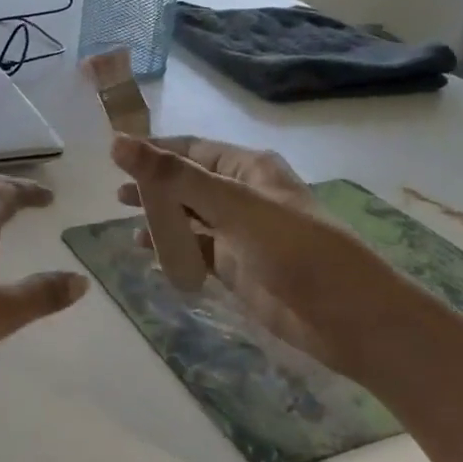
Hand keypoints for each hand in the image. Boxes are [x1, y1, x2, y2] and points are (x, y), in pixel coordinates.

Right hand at [112, 134, 401, 382]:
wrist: (350, 318)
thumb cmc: (296, 250)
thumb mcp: (233, 206)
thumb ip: (174, 176)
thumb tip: (118, 143)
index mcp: (248, 169)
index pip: (191, 149)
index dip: (153, 149)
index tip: (113, 153)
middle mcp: (242, 195)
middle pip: (187, 181)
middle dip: (152, 183)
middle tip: (113, 189)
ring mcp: (239, 233)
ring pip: (188, 216)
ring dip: (158, 214)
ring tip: (121, 214)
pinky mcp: (235, 267)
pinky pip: (194, 249)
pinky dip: (170, 247)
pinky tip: (145, 251)